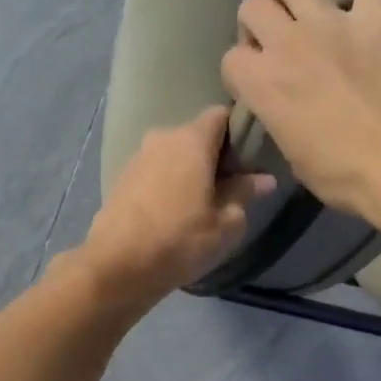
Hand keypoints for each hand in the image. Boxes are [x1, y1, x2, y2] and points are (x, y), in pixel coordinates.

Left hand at [77, 106, 273, 309]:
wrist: (116, 265)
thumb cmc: (180, 240)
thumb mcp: (225, 223)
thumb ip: (244, 194)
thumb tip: (263, 179)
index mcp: (191, 140)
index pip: (221, 115)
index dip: (238, 131)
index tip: (250, 158)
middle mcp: (162, 138)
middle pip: (196, 136)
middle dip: (214, 156)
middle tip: (230, 187)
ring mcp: (137, 158)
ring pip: (173, 155)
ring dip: (189, 172)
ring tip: (201, 204)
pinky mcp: (121, 179)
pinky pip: (154, 172)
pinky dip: (167, 184)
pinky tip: (173, 213)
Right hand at [223, 0, 380, 230]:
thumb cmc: (343, 176)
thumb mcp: (293, 157)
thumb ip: (278, 119)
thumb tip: (280, 108)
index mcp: (262, 84)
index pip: (231, 59)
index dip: (239, 69)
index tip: (252, 80)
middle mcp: (288, 43)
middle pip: (252, 8)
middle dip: (254, 20)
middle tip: (271, 35)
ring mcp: (333, 24)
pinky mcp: (377, 17)